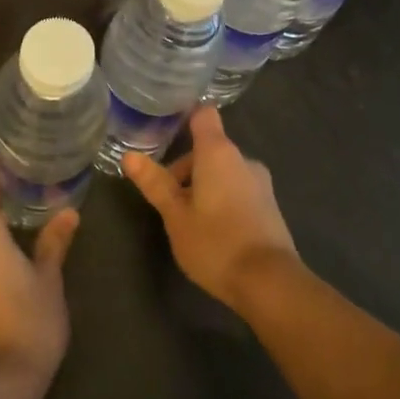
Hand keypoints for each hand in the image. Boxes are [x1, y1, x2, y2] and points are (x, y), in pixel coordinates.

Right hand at [123, 106, 298, 310]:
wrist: (270, 283)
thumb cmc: (215, 243)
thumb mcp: (175, 215)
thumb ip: (155, 183)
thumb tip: (129, 155)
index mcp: (218, 153)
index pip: (203, 115)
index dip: (185, 118)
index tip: (164, 133)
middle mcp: (243, 160)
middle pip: (208, 149)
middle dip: (185, 170)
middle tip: (167, 203)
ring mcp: (260, 183)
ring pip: (223, 172)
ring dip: (202, 187)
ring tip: (187, 222)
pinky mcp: (269, 206)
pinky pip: (238, 190)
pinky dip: (221, 201)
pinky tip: (212, 233)